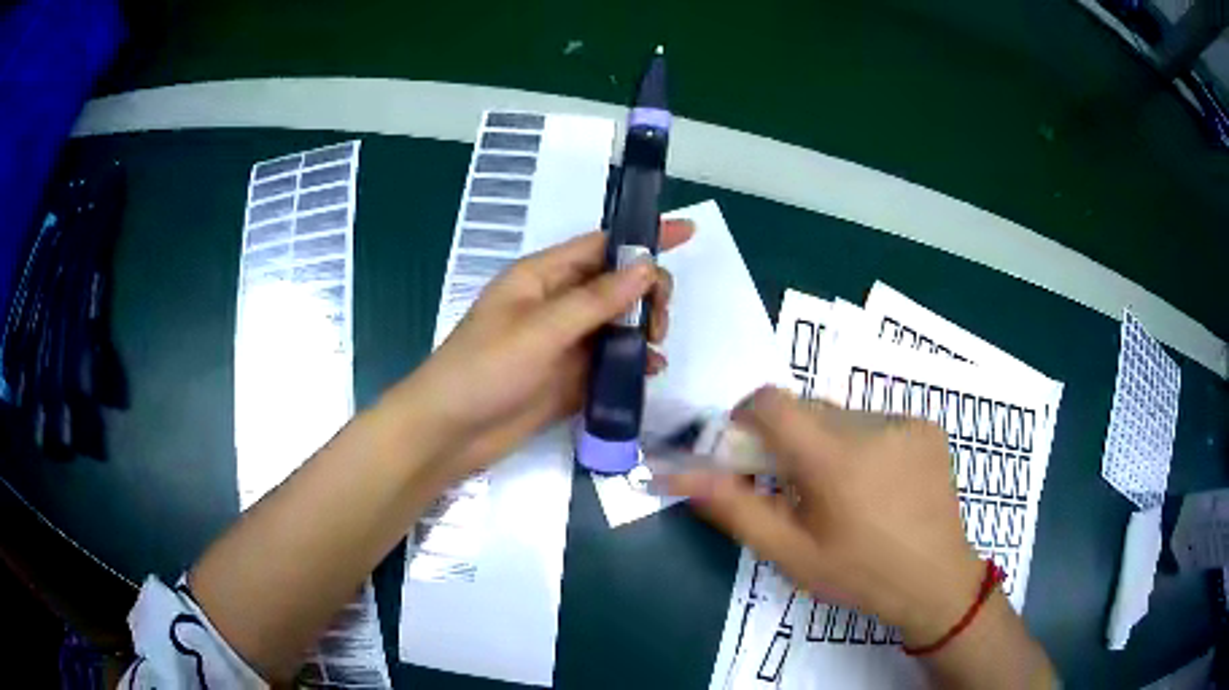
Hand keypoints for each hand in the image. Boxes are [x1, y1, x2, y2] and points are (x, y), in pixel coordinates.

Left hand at [399, 220, 693, 482]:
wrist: (451, 433)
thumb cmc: (485, 369)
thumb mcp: (540, 329)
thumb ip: (595, 300)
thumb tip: (647, 268)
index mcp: (542, 277)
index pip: (602, 246)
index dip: (645, 237)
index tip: (689, 231)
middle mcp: (555, 304)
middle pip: (615, 285)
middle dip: (646, 294)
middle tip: (660, 322)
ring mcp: (563, 343)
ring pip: (617, 324)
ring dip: (642, 330)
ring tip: (656, 349)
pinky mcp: (568, 378)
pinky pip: (609, 362)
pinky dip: (631, 364)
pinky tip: (648, 373)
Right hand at [668, 387, 982, 646]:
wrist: (936, 582)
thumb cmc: (858, 574)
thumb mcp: (789, 552)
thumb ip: (733, 507)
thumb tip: (677, 473)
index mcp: (832, 456)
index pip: (770, 401)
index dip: (746, 417)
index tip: (746, 452)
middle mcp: (870, 424)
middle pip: (806, 408)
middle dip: (787, 437)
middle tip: (794, 485)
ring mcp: (905, 421)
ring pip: (842, 415)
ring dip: (827, 442)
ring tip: (844, 493)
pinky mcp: (927, 426)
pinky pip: (876, 421)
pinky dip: (863, 443)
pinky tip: (879, 485)